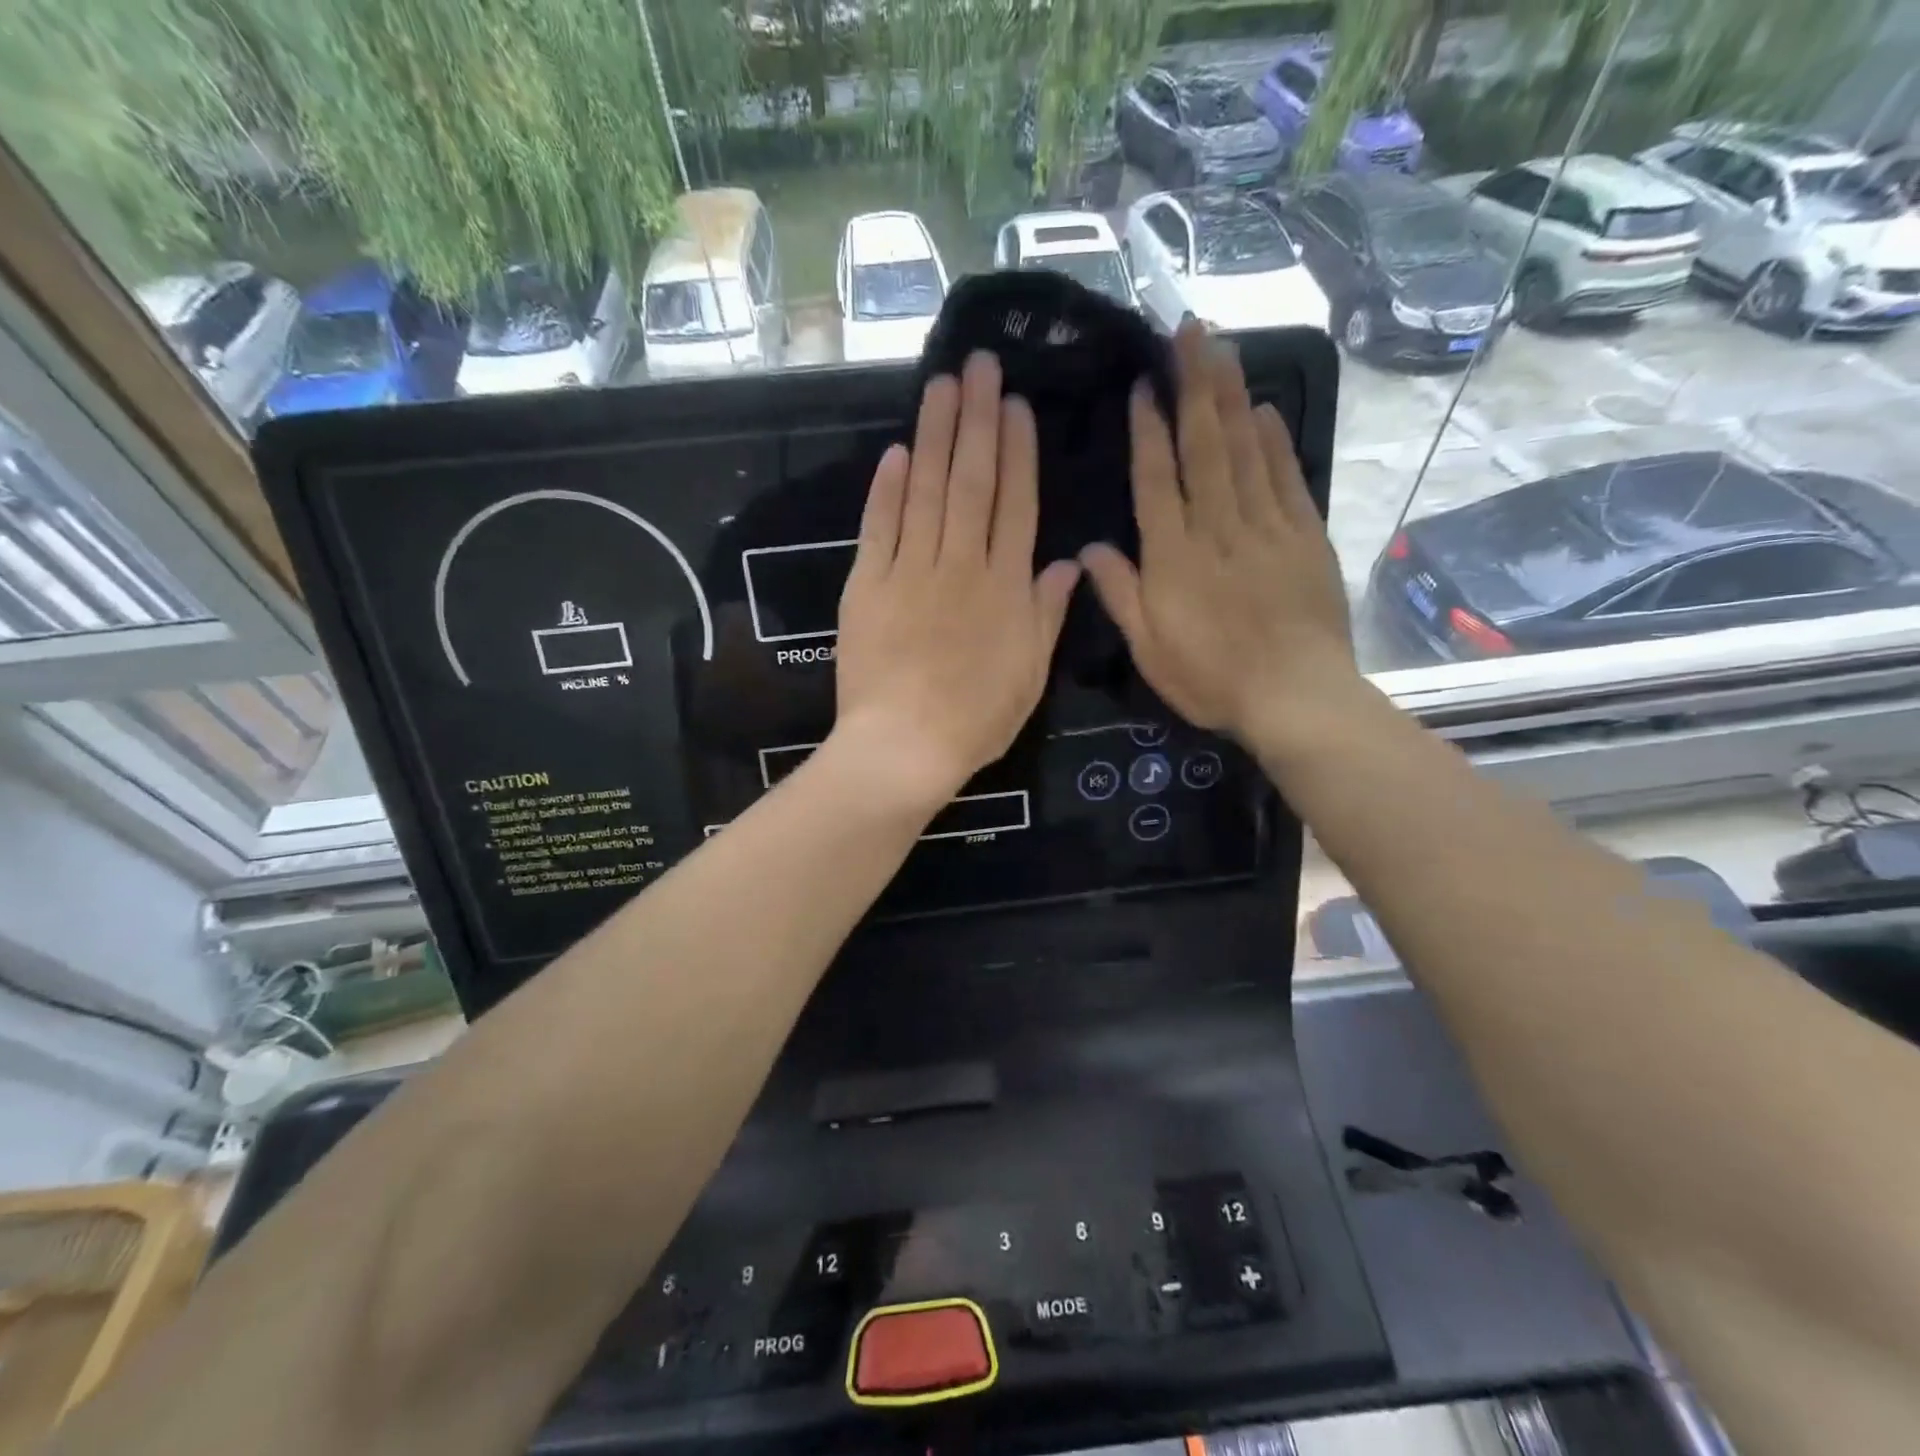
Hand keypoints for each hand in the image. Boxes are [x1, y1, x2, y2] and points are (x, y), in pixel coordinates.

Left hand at [833, 351, 1081, 808]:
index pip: (1014, 504)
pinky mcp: (867, 585)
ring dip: (934, 435)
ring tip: (940, 385)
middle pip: (971, 482)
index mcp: (1005, 587)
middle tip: (978, 364)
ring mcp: (910, 571)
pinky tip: (896, 452)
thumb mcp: (1030, 674)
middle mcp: (961, 564)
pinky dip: (887, 489)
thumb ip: (1047, 614)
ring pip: (926, 491)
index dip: (1017, 451)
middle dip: (976, 419)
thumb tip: (1068, 562)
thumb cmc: (976, 719)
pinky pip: (879, 527)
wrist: (905, 746)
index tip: (1015, 405)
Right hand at [1080, 321, 1359, 756]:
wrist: (1296, 696)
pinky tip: (1265, 410)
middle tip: (1189, 331)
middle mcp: (1218, 527)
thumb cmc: (1212, 679)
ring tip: (1222, 349)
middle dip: (1195, 385)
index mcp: (1175, 556)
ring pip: (1246, 451)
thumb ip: (1120, 594)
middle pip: (1205, 446)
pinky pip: (1287, 478)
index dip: (1149, 430)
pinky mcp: (1305, 537)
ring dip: (1232, 396)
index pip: (1157, 479)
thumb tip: (1089, 549)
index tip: (1145, 385)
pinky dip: (1276, 442)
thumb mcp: (1149, 649)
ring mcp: (1267, 527)